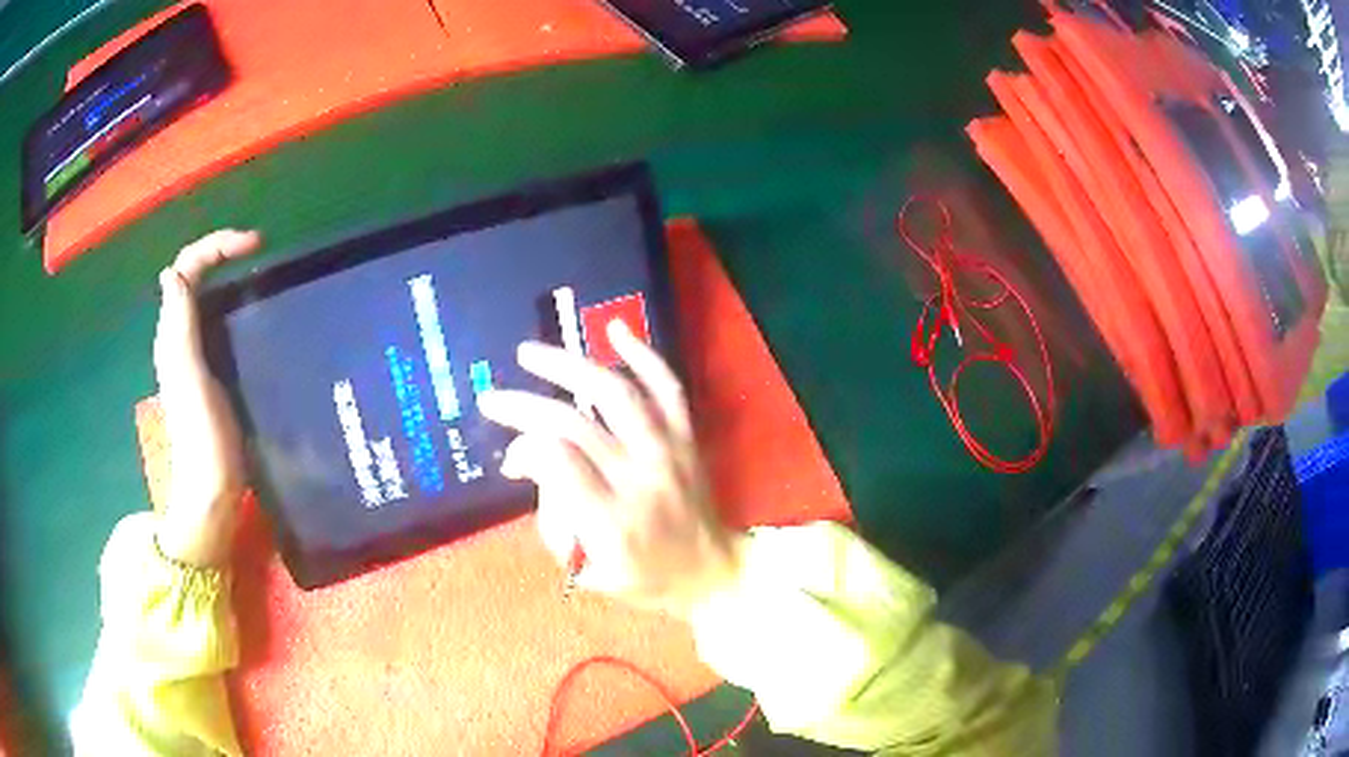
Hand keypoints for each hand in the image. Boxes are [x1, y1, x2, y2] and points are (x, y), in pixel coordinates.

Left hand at [152, 230, 260, 566]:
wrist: (209, 490)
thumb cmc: (203, 438)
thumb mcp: (190, 380)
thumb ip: (179, 330)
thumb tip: (173, 273)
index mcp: (174, 335)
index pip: (186, 269)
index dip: (216, 246)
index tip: (255, 245)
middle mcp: (178, 338)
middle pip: (192, 276)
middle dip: (221, 252)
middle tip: (257, 251)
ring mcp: (192, 356)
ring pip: (201, 297)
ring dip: (224, 274)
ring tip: (256, 272)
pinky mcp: (207, 372)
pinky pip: (212, 320)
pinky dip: (229, 302)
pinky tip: (249, 313)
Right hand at [478, 321, 742, 616]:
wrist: (714, 574)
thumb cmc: (647, 580)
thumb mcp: (591, 572)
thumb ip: (555, 520)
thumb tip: (530, 464)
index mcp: (612, 522)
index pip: (556, 462)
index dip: (523, 449)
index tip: (511, 459)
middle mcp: (640, 478)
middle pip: (574, 424)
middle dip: (524, 405)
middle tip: (492, 398)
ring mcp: (668, 452)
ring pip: (615, 393)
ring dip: (568, 366)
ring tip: (530, 354)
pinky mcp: (688, 438)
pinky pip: (667, 387)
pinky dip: (643, 354)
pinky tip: (614, 329)